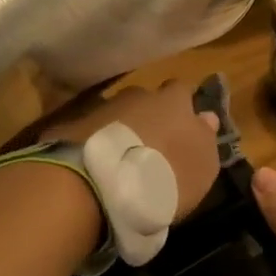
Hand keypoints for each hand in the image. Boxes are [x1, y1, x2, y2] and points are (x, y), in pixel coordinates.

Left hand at [47, 80, 220, 220]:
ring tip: (120, 161)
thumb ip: (205, 138)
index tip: (182, 128)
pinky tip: (94, 167)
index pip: (182, 91)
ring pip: (116, 115)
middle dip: (148, 118)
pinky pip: (88, 132)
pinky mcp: (70, 127)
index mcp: (173, 101)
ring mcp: (101, 108)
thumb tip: (205, 117)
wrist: (101, 184)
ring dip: (119, 131)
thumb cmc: (166, 176)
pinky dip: (93, 144)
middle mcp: (136, 96)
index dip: (182, 107)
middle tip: (150, 147)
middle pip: (146, 101)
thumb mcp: (202, 166)